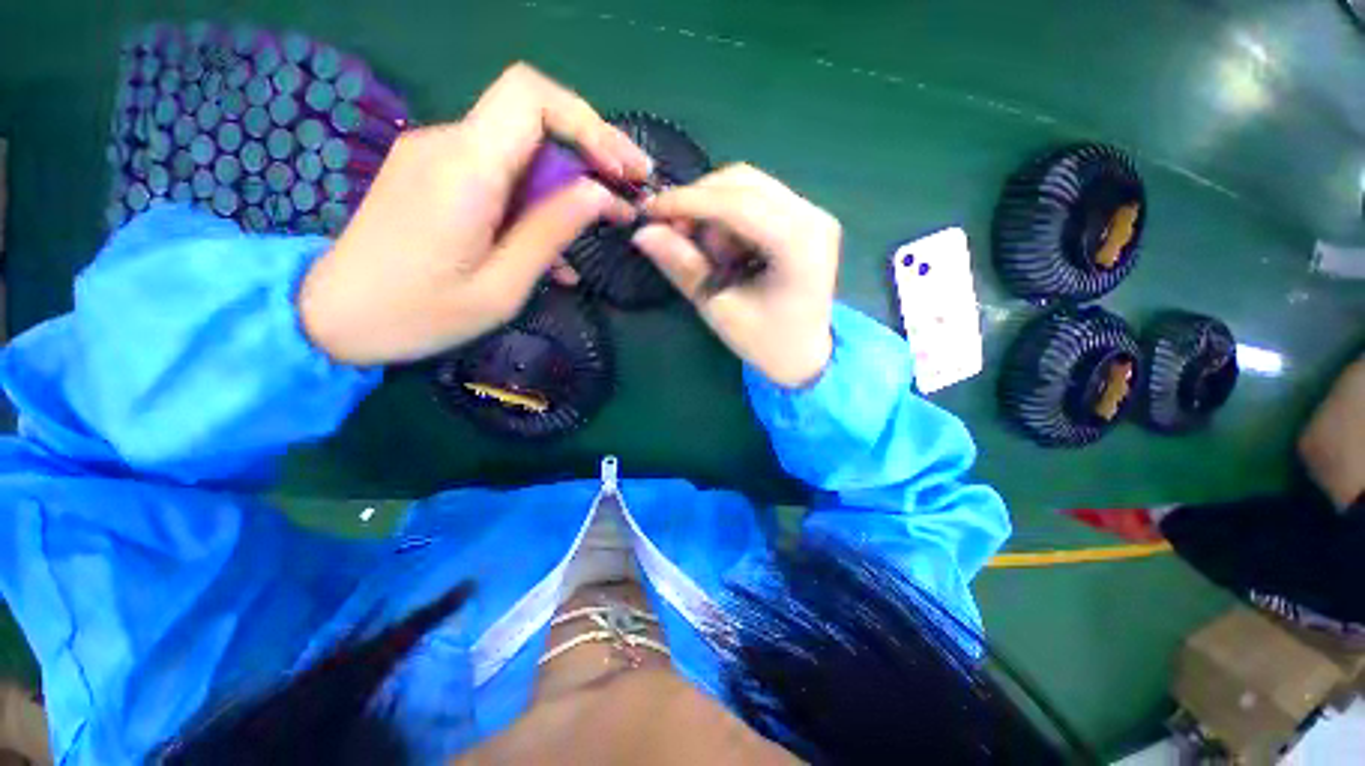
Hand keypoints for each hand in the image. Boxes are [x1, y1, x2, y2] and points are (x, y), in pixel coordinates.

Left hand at [298, 63, 650, 364]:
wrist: (329, 318)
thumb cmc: (418, 314)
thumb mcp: (501, 286)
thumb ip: (551, 232)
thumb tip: (600, 194)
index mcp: (464, 169)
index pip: (531, 96)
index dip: (588, 123)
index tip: (622, 169)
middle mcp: (447, 145)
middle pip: (532, 121)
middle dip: (590, 154)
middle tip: (629, 196)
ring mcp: (436, 158)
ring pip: (519, 152)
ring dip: (566, 185)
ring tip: (602, 226)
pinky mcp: (433, 176)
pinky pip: (497, 175)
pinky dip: (535, 201)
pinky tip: (556, 247)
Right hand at [632, 164, 839, 387]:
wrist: (805, 355)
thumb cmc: (766, 342)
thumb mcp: (720, 310)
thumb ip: (684, 268)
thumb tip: (642, 233)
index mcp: (799, 245)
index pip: (737, 203)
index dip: (688, 201)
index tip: (649, 211)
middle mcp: (813, 217)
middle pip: (743, 182)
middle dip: (699, 202)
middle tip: (673, 234)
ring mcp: (813, 214)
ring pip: (748, 186)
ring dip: (713, 210)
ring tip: (705, 252)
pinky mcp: (804, 218)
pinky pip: (757, 199)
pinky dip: (729, 216)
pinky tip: (725, 249)